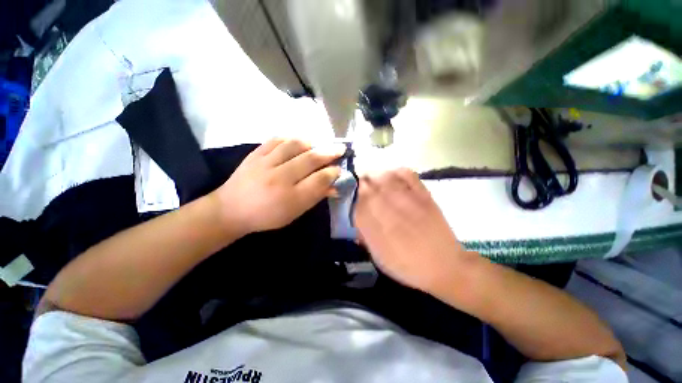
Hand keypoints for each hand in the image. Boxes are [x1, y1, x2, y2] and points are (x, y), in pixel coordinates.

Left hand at [212, 139, 344, 235]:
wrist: (231, 209)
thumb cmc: (267, 216)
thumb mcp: (294, 213)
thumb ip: (315, 197)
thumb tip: (334, 186)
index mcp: (290, 198)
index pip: (319, 180)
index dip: (333, 172)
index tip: (340, 168)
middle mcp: (279, 179)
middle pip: (310, 160)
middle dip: (329, 153)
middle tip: (341, 148)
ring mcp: (265, 164)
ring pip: (294, 145)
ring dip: (312, 143)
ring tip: (320, 143)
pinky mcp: (255, 154)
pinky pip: (276, 140)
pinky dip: (291, 138)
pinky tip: (298, 141)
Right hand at [354, 168, 476, 292]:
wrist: (444, 266)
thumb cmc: (408, 266)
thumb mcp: (379, 257)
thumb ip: (366, 236)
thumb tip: (358, 218)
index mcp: (376, 228)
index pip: (357, 204)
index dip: (354, 197)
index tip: (355, 195)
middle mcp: (388, 211)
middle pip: (368, 187)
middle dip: (362, 183)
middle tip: (362, 182)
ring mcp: (407, 200)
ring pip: (385, 178)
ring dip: (376, 175)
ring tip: (374, 177)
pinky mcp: (423, 195)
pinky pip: (408, 175)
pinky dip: (397, 172)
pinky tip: (393, 174)